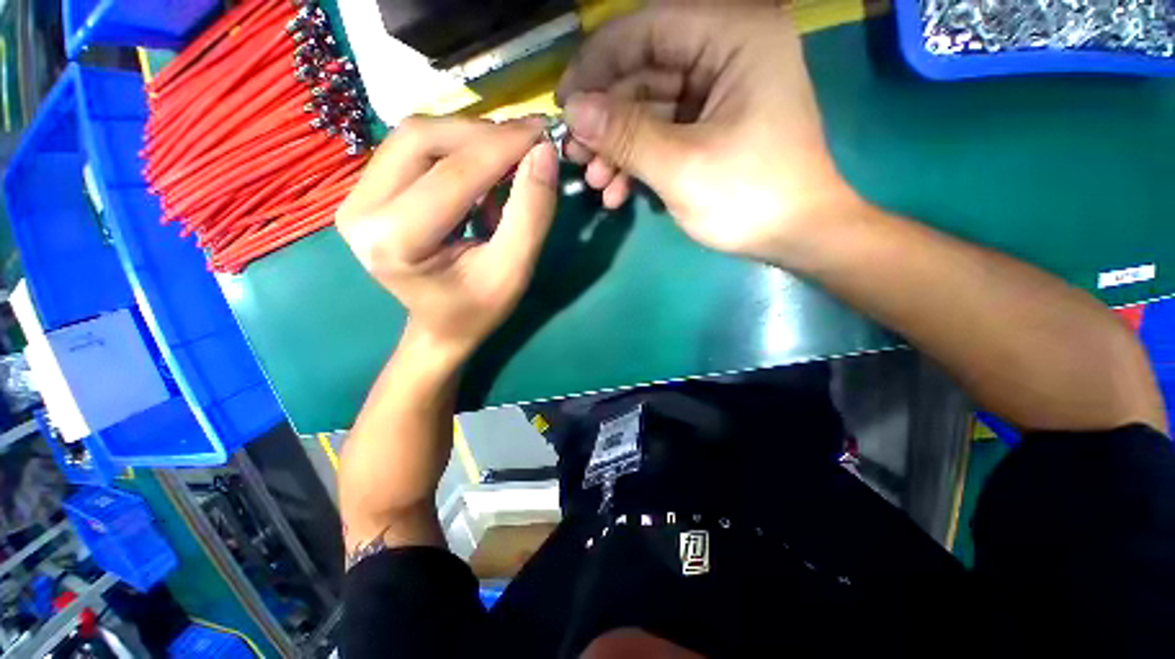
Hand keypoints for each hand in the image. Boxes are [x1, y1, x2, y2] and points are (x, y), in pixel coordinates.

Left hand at [335, 116, 557, 361]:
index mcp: (395, 242)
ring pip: (415, 136)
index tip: (542, 132)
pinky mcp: (366, 191)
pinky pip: (413, 149)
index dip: (502, 147)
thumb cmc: (478, 309)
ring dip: (469, 140)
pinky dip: (456, 151)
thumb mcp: (514, 271)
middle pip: (422, 139)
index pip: (452, 175)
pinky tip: (482, 174)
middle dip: (482, 135)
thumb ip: (531, 214)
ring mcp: (354, 197)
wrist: (441, 327)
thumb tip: (543, 152)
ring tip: (507, 163)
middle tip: (526, 144)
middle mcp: (360, 211)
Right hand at [556, 5, 859, 263]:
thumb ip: (626, 134)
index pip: (646, 30)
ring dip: (617, 148)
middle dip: (605, 120)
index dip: (596, 65)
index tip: (563, 106)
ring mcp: (718, 93)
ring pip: (648, 108)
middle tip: (574, 156)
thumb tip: (573, 111)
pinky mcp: (710, 126)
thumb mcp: (682, 167)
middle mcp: (727, 52)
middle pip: (644, 73)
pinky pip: (662, 133)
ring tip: (595, 184)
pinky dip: (637, 161)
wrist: (796, 237)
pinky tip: (617, 192)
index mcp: (735, 36)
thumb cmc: (749, 198)